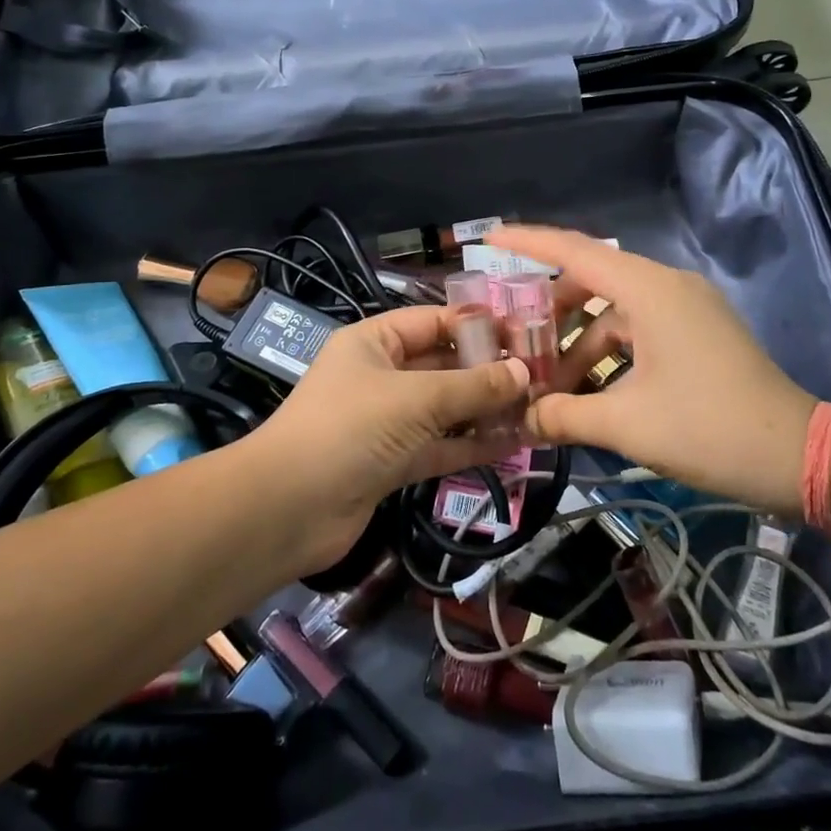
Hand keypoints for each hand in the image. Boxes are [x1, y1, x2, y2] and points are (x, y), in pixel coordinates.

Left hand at [244, 305, 528, 571]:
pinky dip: (471, 443)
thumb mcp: (416, 398)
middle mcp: (381, 375)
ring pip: (445, 408)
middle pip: (443, 364)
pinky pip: (440, 444)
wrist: (289, 509)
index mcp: (375, 342)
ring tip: (536, 407)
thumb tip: (524, 373)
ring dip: (485, 409)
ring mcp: (387, 421)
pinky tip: (513, 443)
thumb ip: (473, 386)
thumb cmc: (351, 428)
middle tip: (541, 375)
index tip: (525, 333)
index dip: (478, 325)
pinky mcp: (393, 462)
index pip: (434, 321)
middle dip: (488, 370)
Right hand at [491, 226, 817, 515]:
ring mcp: (686, 308)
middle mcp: (666, 286)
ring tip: (547, 384)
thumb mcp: (627, 424)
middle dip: (549, 310)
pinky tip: (588, 392)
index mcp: (649, 290)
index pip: (575, 251)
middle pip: (591, 280)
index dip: (528, 243)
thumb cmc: (709, 428)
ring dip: (579, 342)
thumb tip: (520, 417)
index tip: (487, 240)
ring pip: (614, 310)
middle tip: (512, 337)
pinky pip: (637, 328)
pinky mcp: (697, 332)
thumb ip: (564, 415)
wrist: (799, 456)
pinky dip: (608, 353)